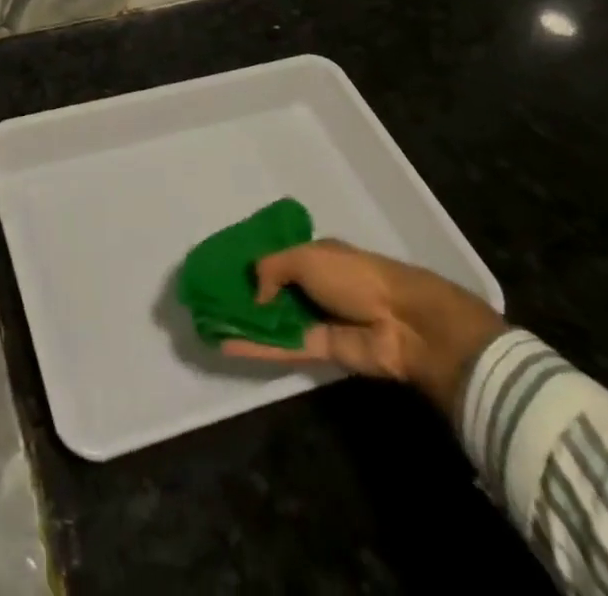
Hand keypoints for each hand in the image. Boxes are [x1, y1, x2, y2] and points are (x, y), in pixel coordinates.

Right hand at [221, 240, 506, 419]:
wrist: (403, 323)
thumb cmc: (354, 276)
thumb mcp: (306, 258)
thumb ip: (272, 268)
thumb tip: (253, 291)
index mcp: (314, 255)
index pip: (276, 257)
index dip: (251, 262)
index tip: (220, 268)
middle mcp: (313, 285)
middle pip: (272, 290)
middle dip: (243, 294)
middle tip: (205, 298)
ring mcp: (315, 318)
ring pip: (273, 319)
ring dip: (243, 321)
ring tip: (207, 321)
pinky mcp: (319, 350)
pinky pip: (281, 345)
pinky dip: (255, 344)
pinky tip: (226, 343)